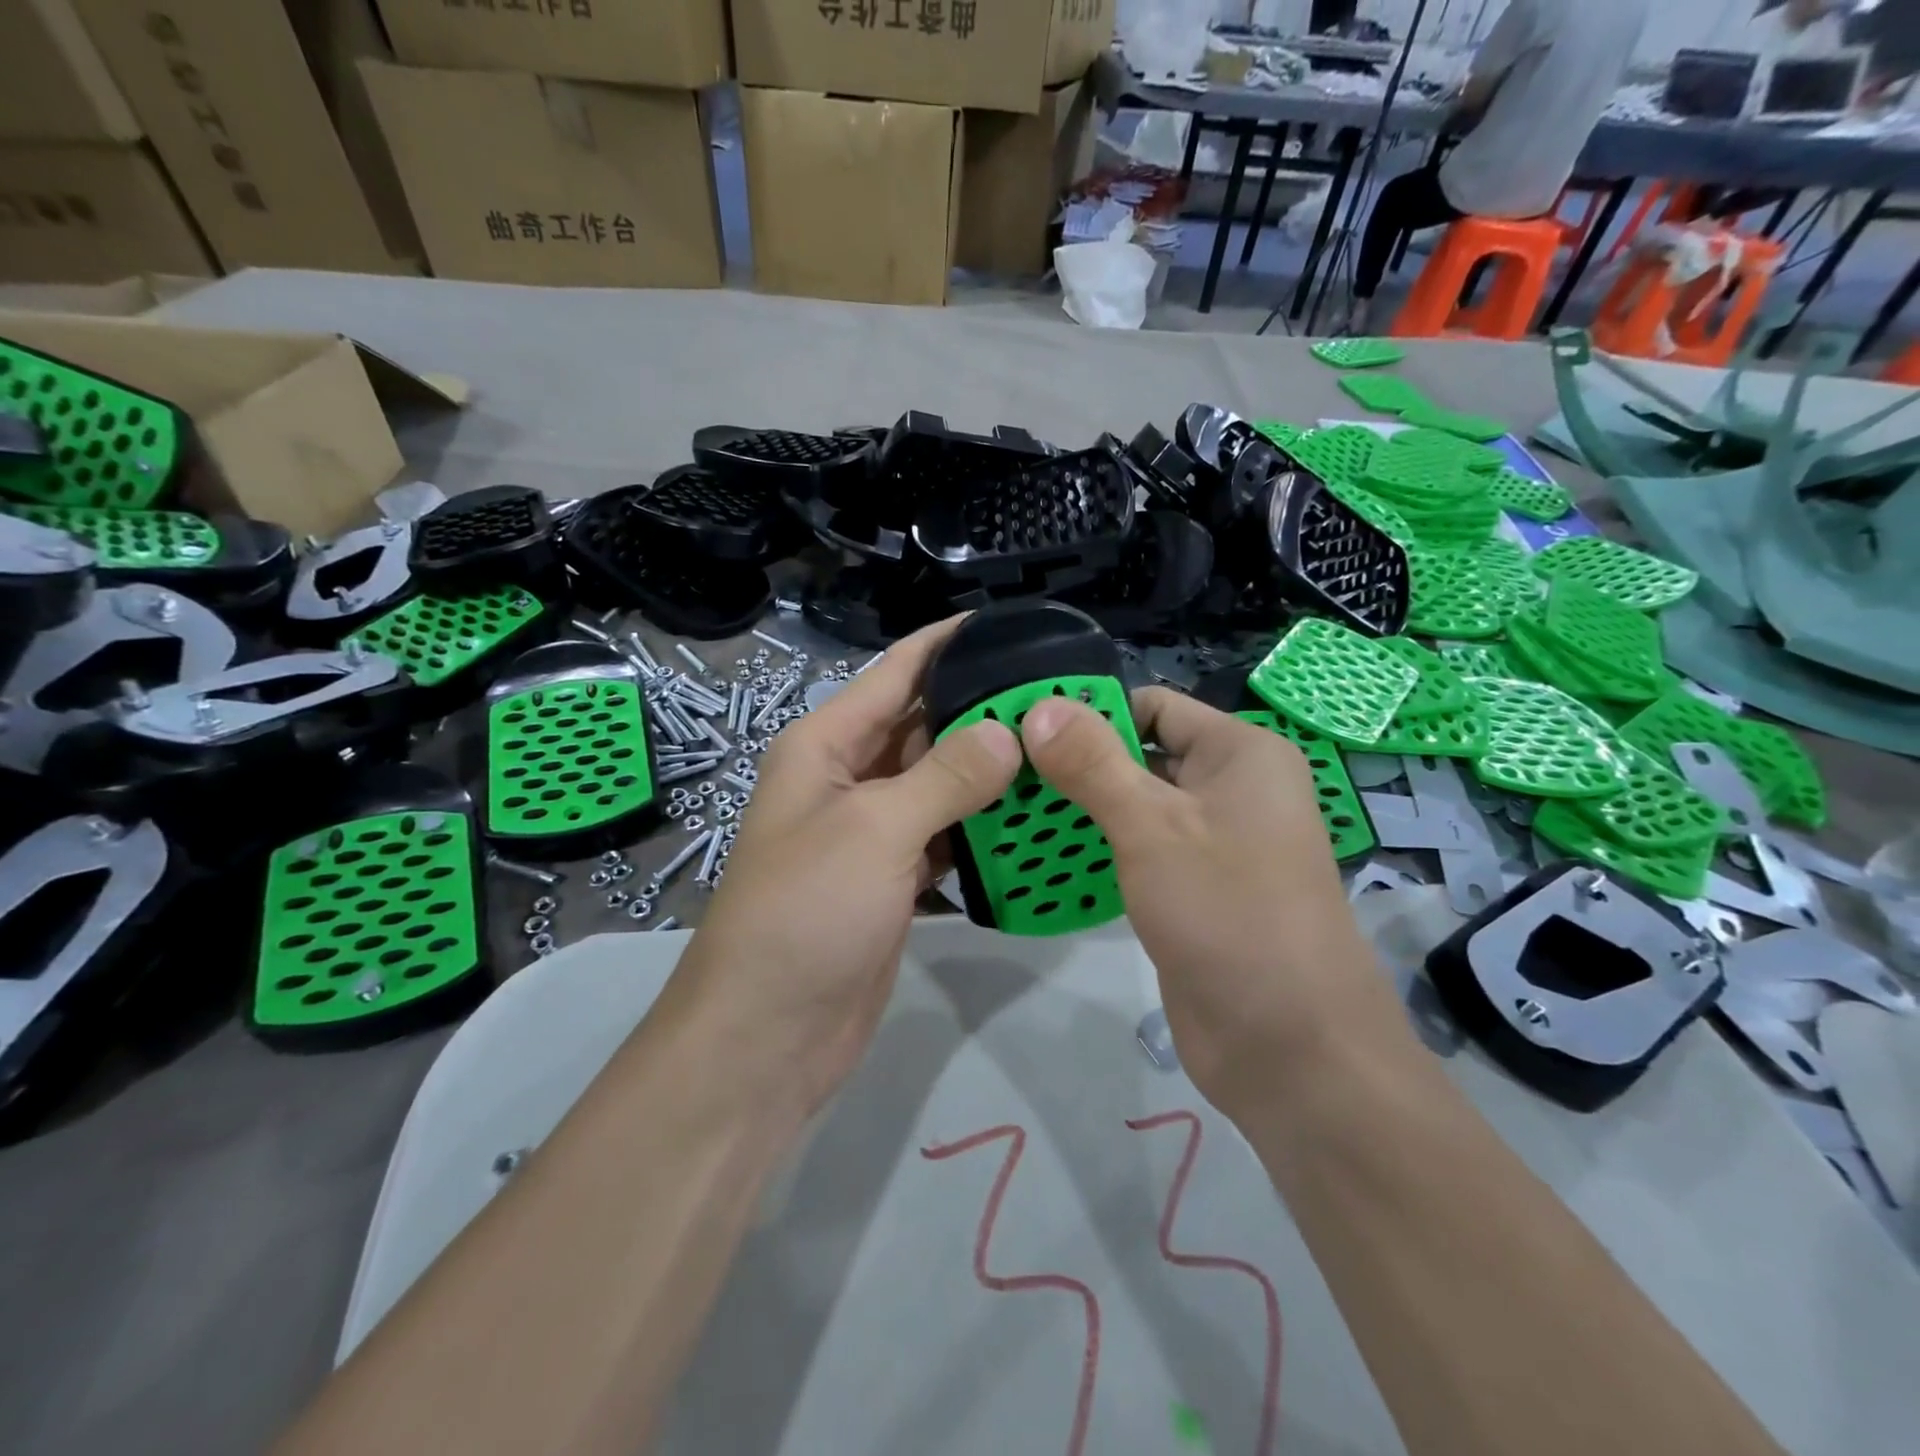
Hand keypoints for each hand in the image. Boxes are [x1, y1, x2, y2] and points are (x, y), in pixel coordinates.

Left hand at [671, 618, 1021, 1115]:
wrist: (768, 1033)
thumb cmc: (806, 912)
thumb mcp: (874, 829)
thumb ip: (945, 776)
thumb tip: (1006, 732)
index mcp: (826, 745)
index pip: (895, 673)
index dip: (947, 644)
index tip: (1009, 628)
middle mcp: (847, 779)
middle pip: (922, 727)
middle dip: (981, 710)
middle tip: (1058, 699)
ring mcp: (870, 833)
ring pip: (938, 785)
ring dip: (988, 773)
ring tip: (1058, 751)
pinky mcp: (891, 880)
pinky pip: (943, 836)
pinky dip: (979, 829)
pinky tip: (1030, 821)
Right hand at [1019, 688, 1406, 1121]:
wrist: (1291, 1048)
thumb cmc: (1228, 913)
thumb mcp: (1152, 827)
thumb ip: (1093, 764)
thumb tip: (1039, 707)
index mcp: (1240, 754)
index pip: (1152, 705)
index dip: (1089, 712)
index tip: (1021, 730)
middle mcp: (1231, 789)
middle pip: (1140, 754)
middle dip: (1076, 765)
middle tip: (1003, 774)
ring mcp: (1213, 844)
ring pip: (1135, 808)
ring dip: (1080, 811)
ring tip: (1007, 812)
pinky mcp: (1194, 891)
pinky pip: (1139, 854)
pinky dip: (1098, 852)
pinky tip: (1042, 860)